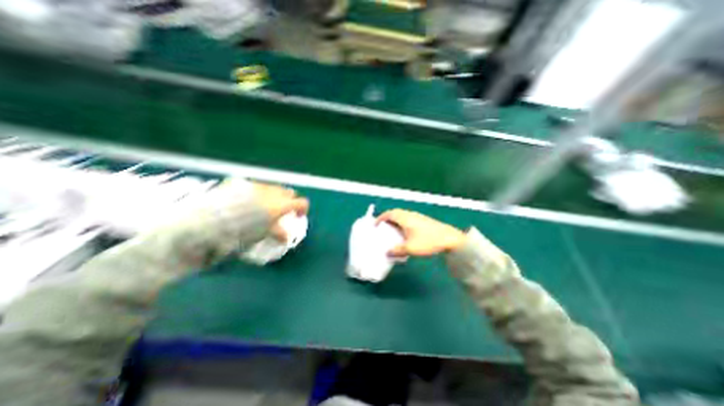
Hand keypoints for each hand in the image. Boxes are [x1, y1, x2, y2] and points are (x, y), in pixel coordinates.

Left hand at [251, 183, 308, 241]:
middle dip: (290, 201)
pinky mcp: (246, 183)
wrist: (218, 216)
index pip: (302, 203)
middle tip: (283, 211)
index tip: (298, 216)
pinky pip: (258, 187)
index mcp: (283, 204)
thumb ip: (279, 233)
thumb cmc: (247, 226)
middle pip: (290, 193)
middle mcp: (274, 192)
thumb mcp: (266, 232)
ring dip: (274, 196)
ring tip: (264, 206)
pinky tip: (249, 202)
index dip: (303, 209)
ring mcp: (260, 186)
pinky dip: (259, 194)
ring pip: (274, 188)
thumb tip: (285, 238)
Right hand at [376, 210, 465, 257]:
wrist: (450, 238)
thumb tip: (387, 253)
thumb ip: (397, 250)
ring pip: (402, 216)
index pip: (389, 214)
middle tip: (382, 228)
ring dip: (395, 221)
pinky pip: (408, 219)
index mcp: (405, 218)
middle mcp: (410, 215)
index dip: (380, 218)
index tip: (375, 225)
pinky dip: (402, 223)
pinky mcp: (423, 221)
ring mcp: (418, 217)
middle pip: (395, 213)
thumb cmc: (429, 241)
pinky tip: (405, 233)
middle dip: (387, 219)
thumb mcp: (411, 248)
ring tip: (392, 231)